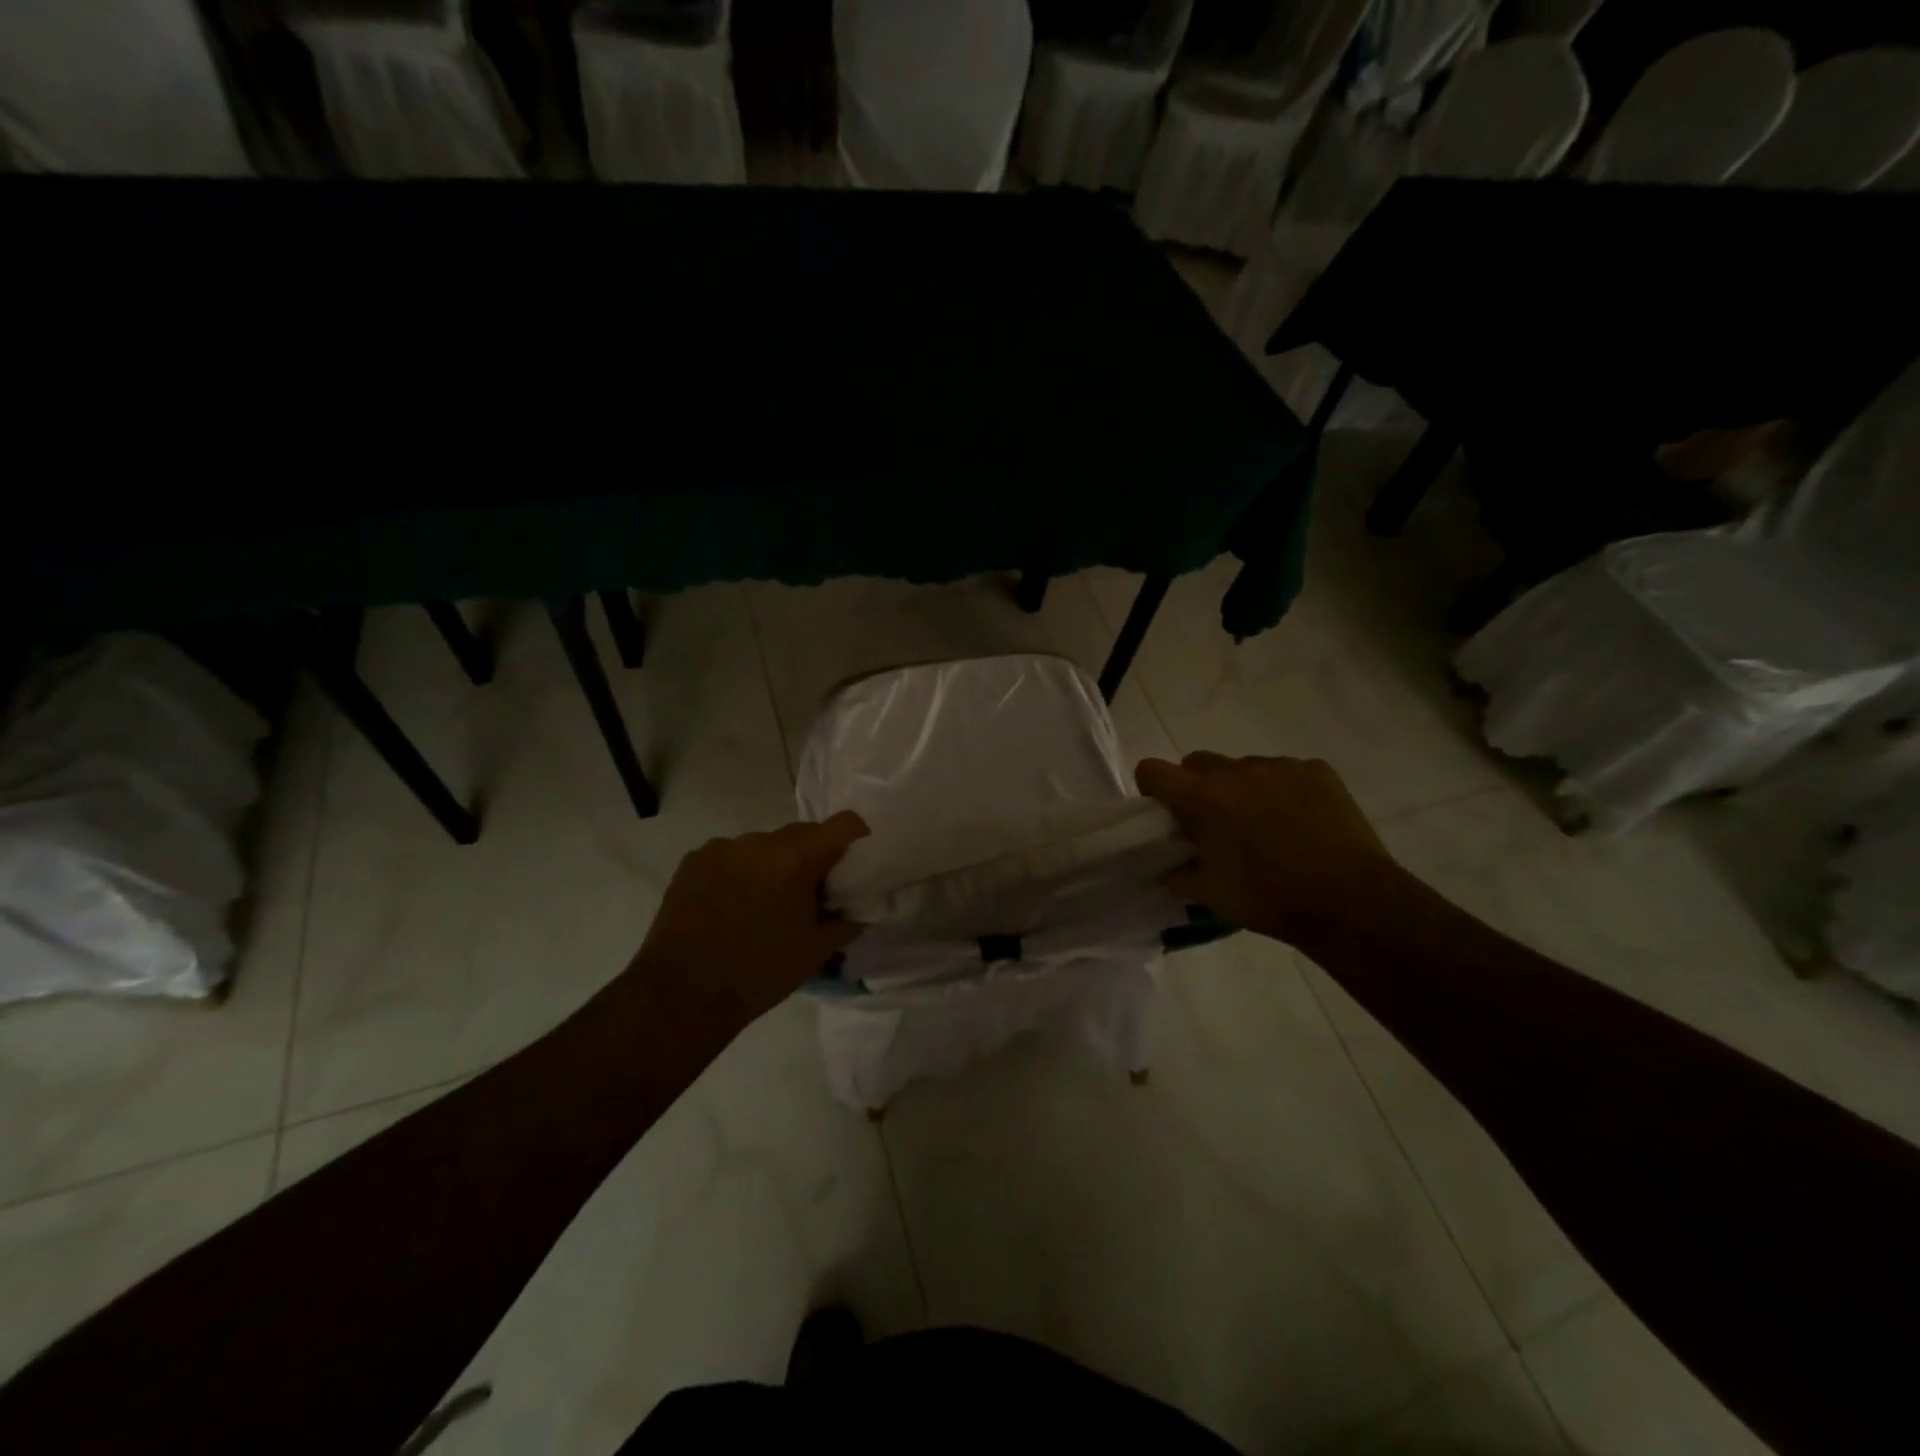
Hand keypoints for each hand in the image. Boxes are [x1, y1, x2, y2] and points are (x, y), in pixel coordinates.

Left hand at [630, 812, 869, 1026]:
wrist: (683, 995)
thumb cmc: (760, 973)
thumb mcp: (818, 950)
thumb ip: (849, 919)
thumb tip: (861, 903)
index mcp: (795, 858)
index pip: (844, 823)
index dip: (857, 839)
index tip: (854, 865)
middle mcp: (759, 841)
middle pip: (802, 834)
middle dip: (812, 858)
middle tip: (809, 895)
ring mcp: (722, 848)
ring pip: (764, 846)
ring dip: (773, 865)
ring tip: (763, 905)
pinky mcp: (693, 860)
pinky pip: (731, 856)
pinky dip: (740, 872)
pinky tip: (730, 906)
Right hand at [1136, 752, 1408, 950]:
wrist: (1350, 901)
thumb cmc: (1268, 897)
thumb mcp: (1210, 895)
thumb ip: (1178, 874)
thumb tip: (1169, 868)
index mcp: (1202, 797)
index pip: (1152, 770)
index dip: (1152, 788)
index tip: (1164, 813)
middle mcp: (1236, 770)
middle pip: (1197, 762)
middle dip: (1197, 787)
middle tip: (1214, 824)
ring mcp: (1279, 766)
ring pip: (1243, 768)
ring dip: (1241, 789)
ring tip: (1265, 827)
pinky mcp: (1316, 771)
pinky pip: (1285, 772)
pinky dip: (1282, 791)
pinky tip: (1299, 824)